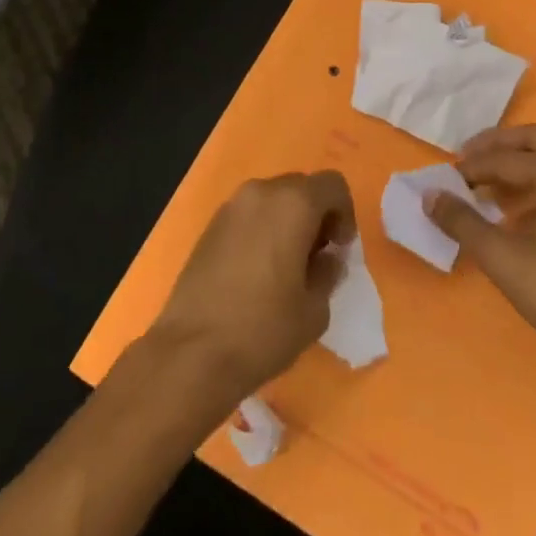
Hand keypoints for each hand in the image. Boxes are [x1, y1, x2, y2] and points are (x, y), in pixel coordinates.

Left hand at [147, 171, 356, 405]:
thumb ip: (327, 272)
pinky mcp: (210, 226)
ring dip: (287, 221)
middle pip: (301, 187)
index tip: (339, 249)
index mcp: (293, 204)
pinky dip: (261, 230)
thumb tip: (326, 258)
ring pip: (272, 199)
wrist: (192, 351)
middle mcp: (261, 192)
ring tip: (286, 267)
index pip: (332, 184)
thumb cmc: (263, 329)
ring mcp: (231, 206)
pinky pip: (248, 215)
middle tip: (316, 257)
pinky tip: (257, 272)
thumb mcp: (314, 309)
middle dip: (315, 215)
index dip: (344, 214)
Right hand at [427, 126, 535, 377]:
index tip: (447, 180)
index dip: (473, 167)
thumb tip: (430, 196)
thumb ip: (462, 222)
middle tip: (466, 161)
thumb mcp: (502, 259)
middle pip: (535, 140)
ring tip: (487, 187)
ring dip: (518, 163)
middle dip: (498, 147)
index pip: (507, 158)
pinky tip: (517, 211)